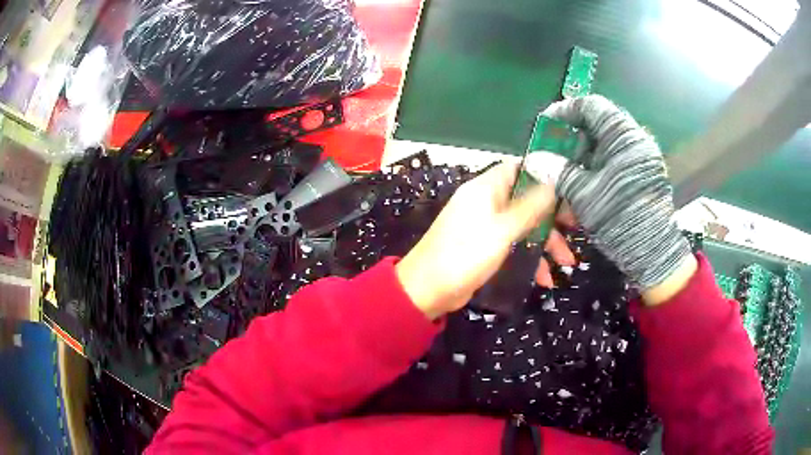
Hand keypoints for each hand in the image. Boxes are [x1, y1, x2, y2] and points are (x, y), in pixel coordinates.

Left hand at [396, 163, 574, 319]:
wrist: (428, 290)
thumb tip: (552, 182)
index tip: (569, 189)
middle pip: (527, 199)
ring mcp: (486, 224)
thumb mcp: (502, 230)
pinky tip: (545, 278)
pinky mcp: (486, 246)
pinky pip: (514, 244)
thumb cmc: (465, 254)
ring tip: (566, 264)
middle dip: (551, 217)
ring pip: (524, 225)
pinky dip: (529, 257)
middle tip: (574, 230)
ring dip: (545, 242)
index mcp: (486, 188)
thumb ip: (529, 207)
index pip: (519, 168)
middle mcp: (487, 202)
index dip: (544, 175)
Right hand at [531, 95, 694, 302]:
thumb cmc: (619, 219)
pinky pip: (617, 158)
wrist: (651, 253)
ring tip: (568, 170)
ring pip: (607, 142)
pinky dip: (598, 165)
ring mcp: (642, 156)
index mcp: (623, 137)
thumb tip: (533, 158)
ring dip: (584, 152)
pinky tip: (586, 182)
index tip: (547, 124)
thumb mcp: (584, 194)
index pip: (591, 106)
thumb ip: (558, 171)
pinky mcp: (644, 172)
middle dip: (574, 135)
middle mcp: (635, 140)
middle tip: (555, 151)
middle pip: (599, 123)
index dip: (566, 110)